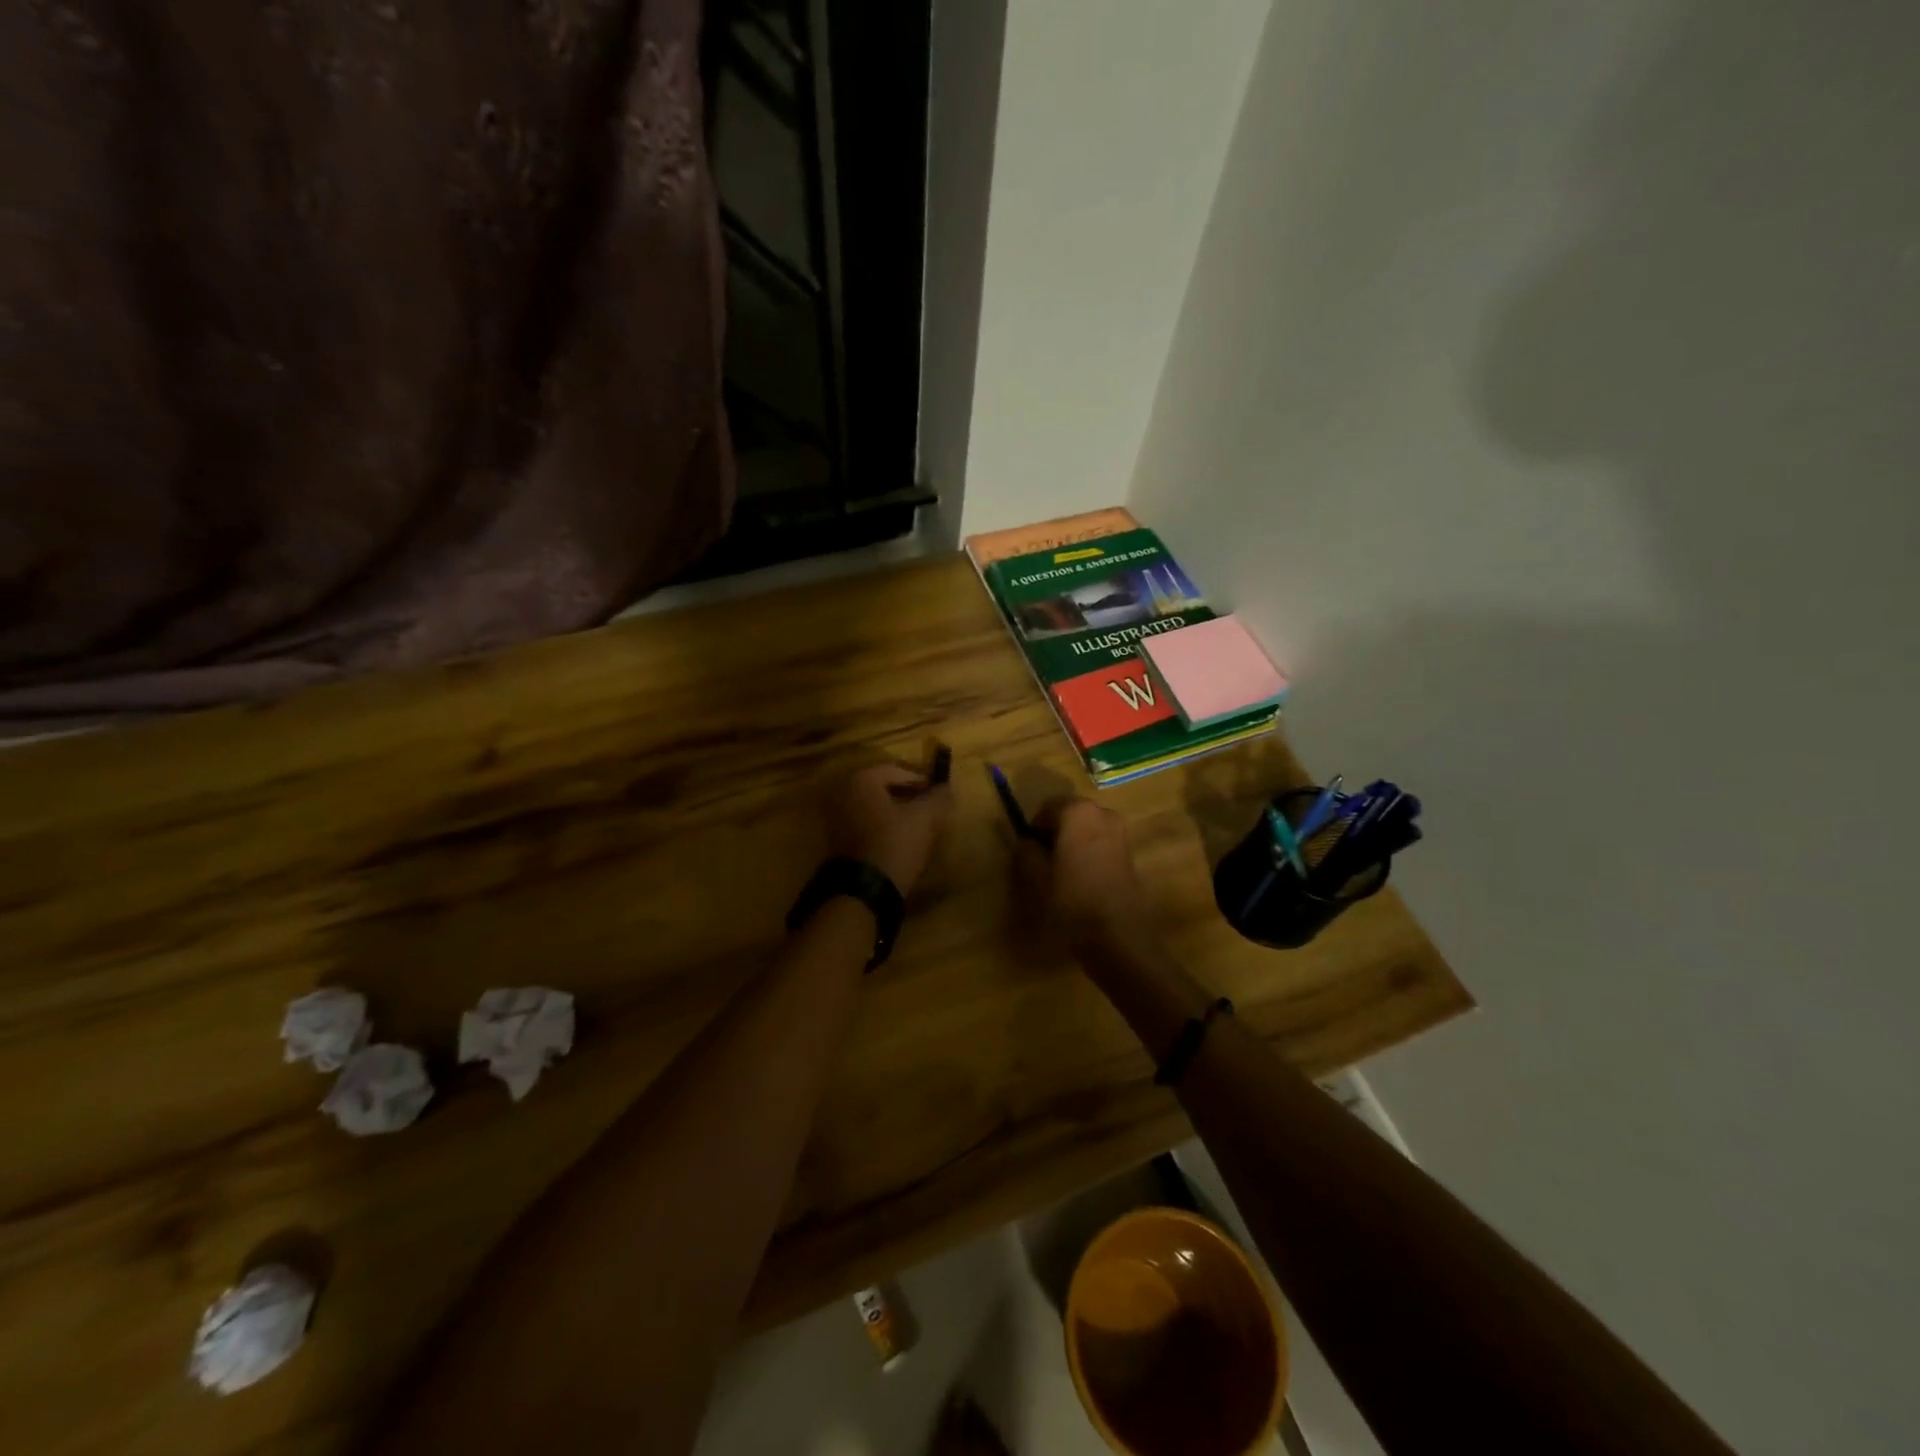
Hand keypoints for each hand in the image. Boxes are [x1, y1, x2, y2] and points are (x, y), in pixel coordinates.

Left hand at [825, 762, 953, 893]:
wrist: (864, 890)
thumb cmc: (895, 844)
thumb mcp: (925, 818)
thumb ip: (938, 797)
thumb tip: (946, 787)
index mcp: (862, 779)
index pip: (898, 770)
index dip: (923, 780)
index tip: (940, 794)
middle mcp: (843, 792)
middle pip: (884, 787)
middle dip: (909, 795)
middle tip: (930, 808)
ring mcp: (835, 816)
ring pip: (874, 806)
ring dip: (896, 811)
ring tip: (918, 826)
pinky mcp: (836, 838)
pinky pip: (865, 822)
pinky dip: (883, 826)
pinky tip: (900, 839)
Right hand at [1026, 797, 1151, 951]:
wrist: (1117, 935)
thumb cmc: (1072, 900)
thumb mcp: (1037, 877)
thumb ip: (1027, 851)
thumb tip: (1026, 841)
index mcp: (1077, 812)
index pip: (1048, 806)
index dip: (1036, 825)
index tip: (1029, 848)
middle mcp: (1102, 813)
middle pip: (1071, 813)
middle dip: (1056, 830)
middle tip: (1044, 858)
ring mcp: (1120, 831)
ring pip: (1088, 827)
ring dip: (1074, 840)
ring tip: (1063, 869)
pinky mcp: (1130, 851)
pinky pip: (1102, 841)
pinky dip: (1090, 850)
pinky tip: (1083, 876)